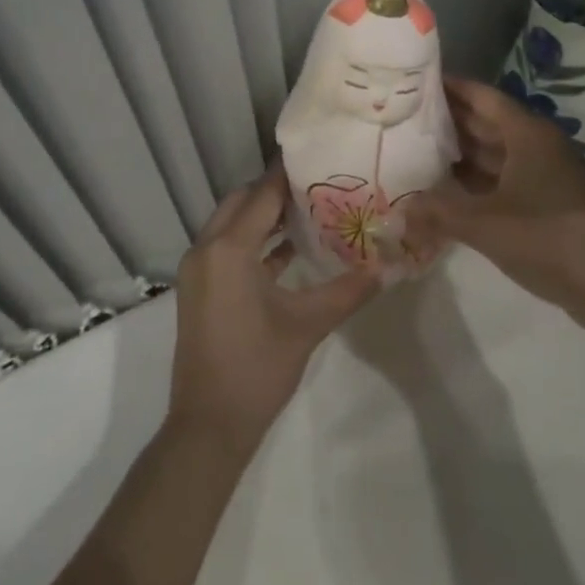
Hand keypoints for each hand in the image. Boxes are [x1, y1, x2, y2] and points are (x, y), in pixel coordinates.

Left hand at [168, 168, 380, 454]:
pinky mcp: (199, 288)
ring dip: (262, 215)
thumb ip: (347, 291)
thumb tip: (386, 268)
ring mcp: (198, 269)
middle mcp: (206, 248)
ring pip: (231, 223)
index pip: (262, 195)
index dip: (288, 175)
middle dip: (274, 191)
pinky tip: (286, 249)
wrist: (208, 427)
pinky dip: (252, 241)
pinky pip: (226, 247)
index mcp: (228, 248)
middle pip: (242, 201)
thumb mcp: (306, 326)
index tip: (317, 157)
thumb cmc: (257, 370)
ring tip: (307, 210)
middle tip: (316, 184)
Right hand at [406, 78, 584, 325]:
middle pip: (487, 122)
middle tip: (406, 116)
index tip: (415, 81)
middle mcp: (537, 145)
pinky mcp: (550, 202)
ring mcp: (546, 174)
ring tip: (419, 149)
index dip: (449, 87)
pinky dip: (478, 180)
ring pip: (496, 152)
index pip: (481, 96)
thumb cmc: (549, 237)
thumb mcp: (485, 224)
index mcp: (526, 133)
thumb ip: (439, 212)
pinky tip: (450, 190)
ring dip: (462, 151)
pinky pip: (505, 178)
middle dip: (450, 119)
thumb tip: (400, 209)